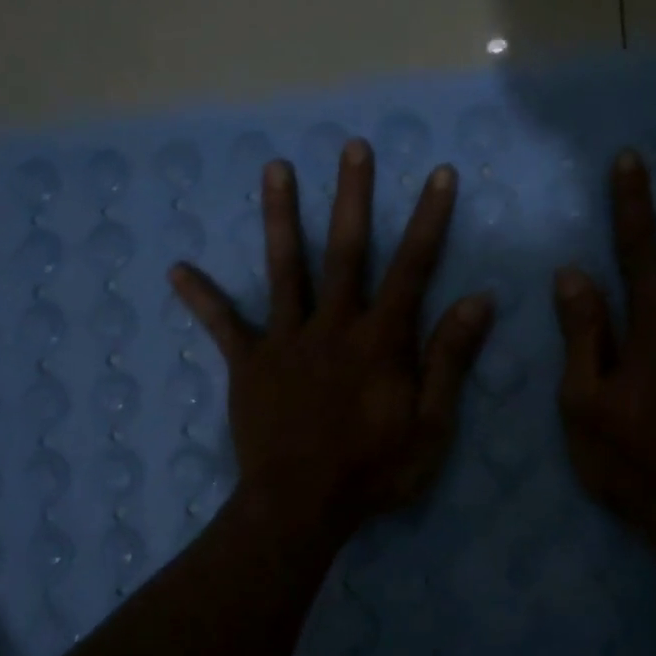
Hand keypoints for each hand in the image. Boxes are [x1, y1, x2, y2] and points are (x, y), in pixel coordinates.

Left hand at [170, 139, 493, 539]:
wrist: (301, 507)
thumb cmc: (374, 471)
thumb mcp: (431, 425)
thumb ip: (450, 360)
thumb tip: (478, 300)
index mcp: (381, 340)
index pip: (411, 268)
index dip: (428, 219)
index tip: (438, 174)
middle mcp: (333, 326)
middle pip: (345, 251)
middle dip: (352, 197)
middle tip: (353, 147)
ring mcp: (286, 341)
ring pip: (285, 269)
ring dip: (281, 217)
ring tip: (274, 168)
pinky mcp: (248, 364)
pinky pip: (224, 326)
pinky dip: (203, 298)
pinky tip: (177, 269)